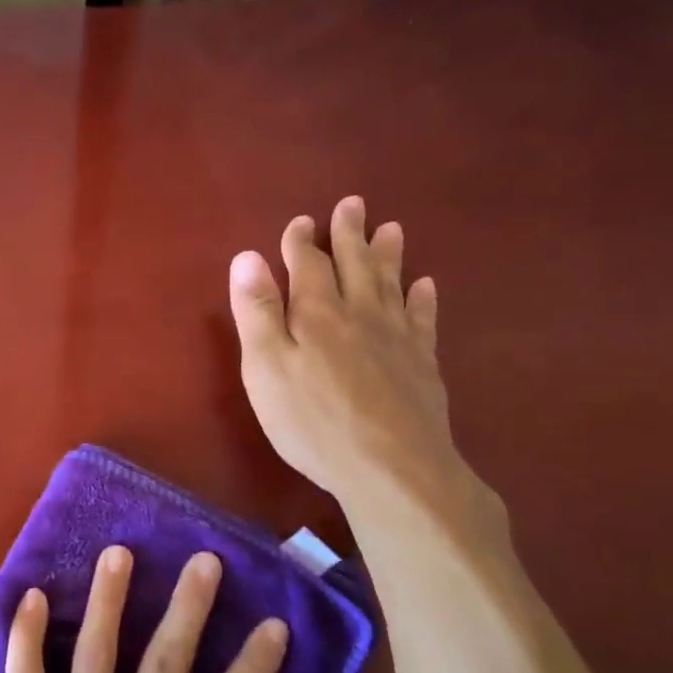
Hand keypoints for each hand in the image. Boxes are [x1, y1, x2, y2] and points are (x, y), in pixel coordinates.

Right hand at [229, 196, 458, 504]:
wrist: (392, 468)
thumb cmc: (313, 421)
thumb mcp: (266, 368)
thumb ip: (257, 312)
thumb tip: (247, 257)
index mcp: (317, 313)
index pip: (308, 265)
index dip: (301, 242)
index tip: (300, 222)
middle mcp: (360, 314)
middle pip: (355, 264)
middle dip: (349, 234)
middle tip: (353, 204)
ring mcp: (396, 338)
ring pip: (391, 284)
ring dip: (388, 255)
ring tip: (391, 229)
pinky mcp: (421, 364)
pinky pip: (423, 319)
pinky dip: (423, 299)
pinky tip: (426, 286)